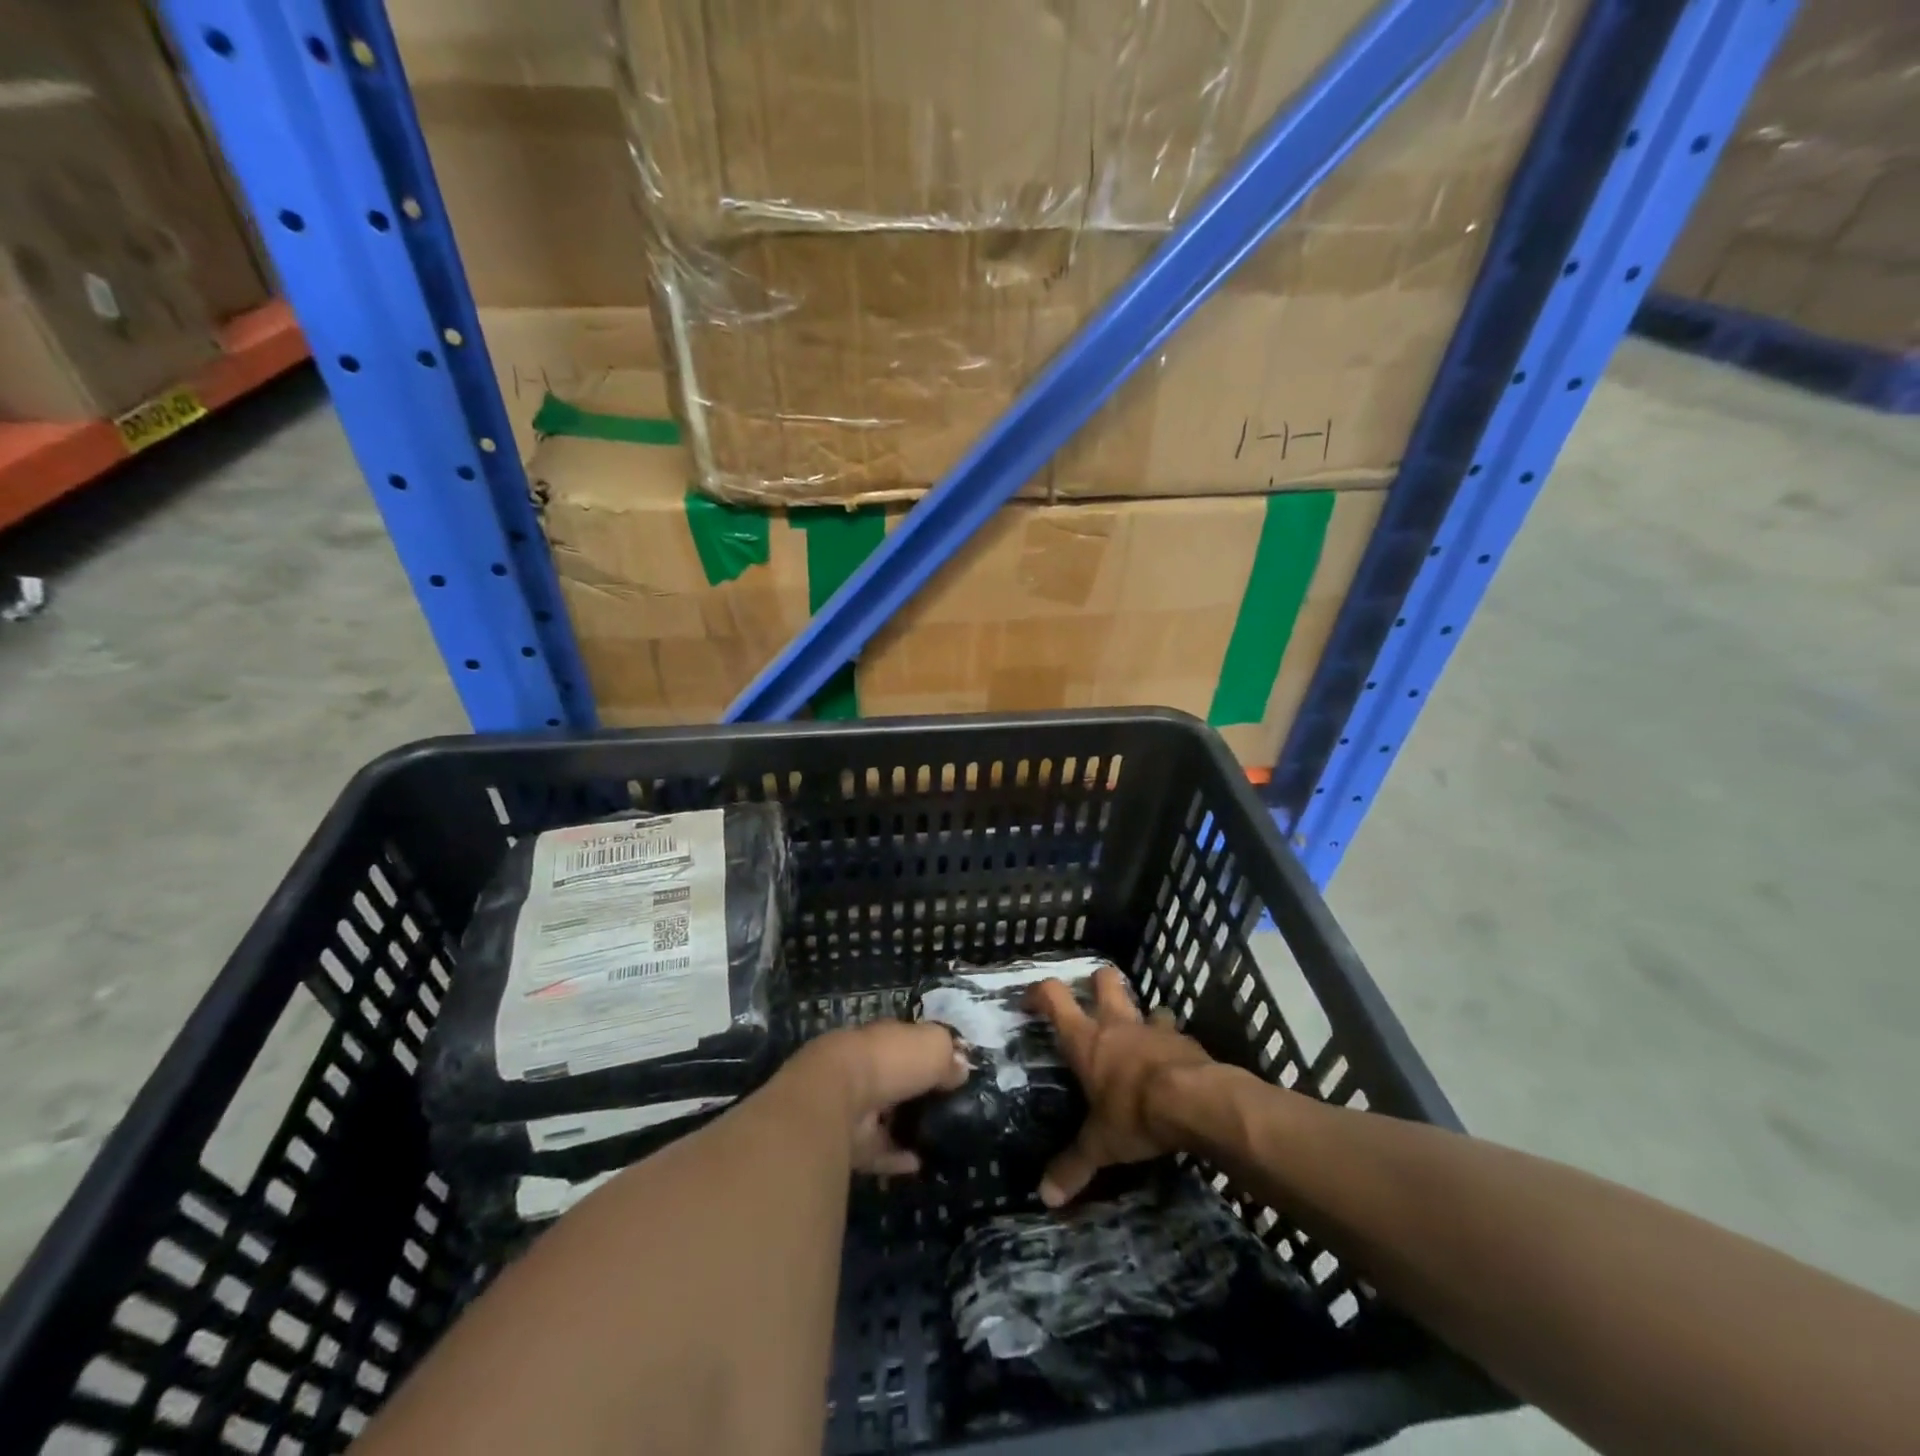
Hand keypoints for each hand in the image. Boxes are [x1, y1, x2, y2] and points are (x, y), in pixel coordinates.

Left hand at [785, 1020, 969, 1175]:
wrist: (838, 1096)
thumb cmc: (891, 1059)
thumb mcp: (933, 1045)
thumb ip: (949, 1055)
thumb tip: (960, 1068)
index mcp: (882, 1038)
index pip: (907, 1042)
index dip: (928, 1054)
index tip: (952, 1071)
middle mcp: (864, 1067)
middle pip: (894, 1079)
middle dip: (915, 1091)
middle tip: (947, 1107)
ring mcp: (852, 1104)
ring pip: (884, 1115)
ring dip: (905, 1126)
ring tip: (936, 1138)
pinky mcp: (846, 1140)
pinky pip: (877, 1150)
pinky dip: (896, 1157)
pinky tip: (918, 1163)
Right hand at [1028, 966, 1214, 1206]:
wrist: (1195, 1101)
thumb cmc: (1134, 1113)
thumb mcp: (1100, 1145)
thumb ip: (1073, 1166)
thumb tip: (1046, 1197)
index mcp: (1086, 1039)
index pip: (1054, 997)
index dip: (1039, 992)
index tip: (1030, 999)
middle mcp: (1116, 1023)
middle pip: (1103, 979)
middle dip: (1096, 982)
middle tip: (1091, 997)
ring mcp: (1152, 1027)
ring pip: (1142, 1003)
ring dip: (1139, 1014)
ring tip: (1137, 1034)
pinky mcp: (1184, 1039)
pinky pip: (1172, 1030)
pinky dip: (1168, 1041)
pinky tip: (1171, 1062)